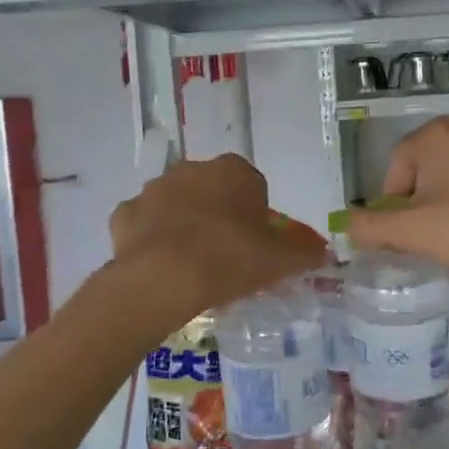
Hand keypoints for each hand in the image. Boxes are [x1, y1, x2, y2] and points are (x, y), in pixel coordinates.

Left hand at [109, 153, 324, 316]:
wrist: (165, 278)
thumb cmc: (231, 258)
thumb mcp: (280, 261)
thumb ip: (305, 254)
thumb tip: (324, 253)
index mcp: (234, 171)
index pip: (252, 186)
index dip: (255, 215)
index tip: (256, 244)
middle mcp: (193, 169)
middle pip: (212, 191)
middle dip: (219, 215)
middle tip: (227, 255)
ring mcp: (154, 189)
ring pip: (176, 205)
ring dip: (184, 225)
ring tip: (192, 265)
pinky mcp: (124, 214)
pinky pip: (144, 225)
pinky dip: (152, 240)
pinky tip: (161, 266)